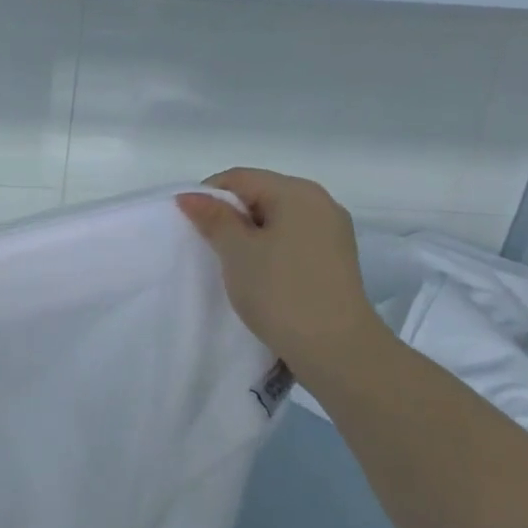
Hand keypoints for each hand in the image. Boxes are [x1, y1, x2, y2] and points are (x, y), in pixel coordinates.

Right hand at [176, 168, 390, 386]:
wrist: (336, 349)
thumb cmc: (281, 292)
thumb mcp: (237, 252)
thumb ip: (213, 218)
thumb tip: (190, 195)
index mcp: (297, 192)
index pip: (239, 178)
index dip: (208, 196)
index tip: (190, 225)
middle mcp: (320, 202)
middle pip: (261, 194)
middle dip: (230, 215)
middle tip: (208, 246)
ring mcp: (332, 231)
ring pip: (277, 219)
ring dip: (250, 235)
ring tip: (233, 263)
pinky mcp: (336, 258)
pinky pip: (293, 239)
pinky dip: (271, 248)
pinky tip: (260, 274)